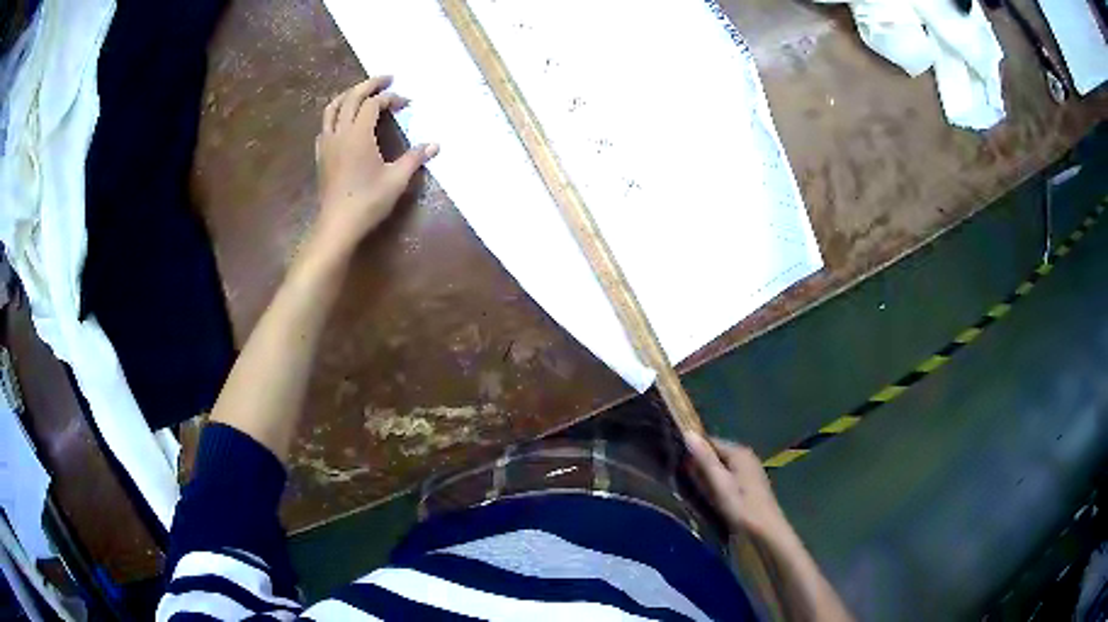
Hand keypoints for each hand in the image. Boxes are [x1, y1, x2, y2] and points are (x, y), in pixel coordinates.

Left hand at [311, 76, 439, 262]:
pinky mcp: (321, 154)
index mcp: (359, 134)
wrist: (338, 224)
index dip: (392, 98)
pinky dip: (335, 114)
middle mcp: (340, 132)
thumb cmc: (368, 201)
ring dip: (349, 95)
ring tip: (362, 92)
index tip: (407, 103)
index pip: (374, 104)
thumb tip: (435, 145)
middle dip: (370, 84)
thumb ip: (415, 158)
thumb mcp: (396, 179)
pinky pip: (325, 125)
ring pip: (333, 107)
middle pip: (352, 97)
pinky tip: (343, 121)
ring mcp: (327, 143)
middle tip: (386, 78)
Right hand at [685, 434, 788, 538]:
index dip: (692, 451)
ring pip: (721, 467)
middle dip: (700, 465)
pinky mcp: (750, 484)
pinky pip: (728, 477)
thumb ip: (705, 459)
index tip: (675, 463)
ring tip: (692, 489)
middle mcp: (746, 456)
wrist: (766, 532)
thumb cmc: (741, 507)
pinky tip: (710, 497)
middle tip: (682, 480)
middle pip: (716, 454)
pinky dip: (717, 484)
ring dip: (708, 476)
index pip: (709, 442)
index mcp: (739, 452)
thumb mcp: (720, 484)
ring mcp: (749, 470)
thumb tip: (688, 433)